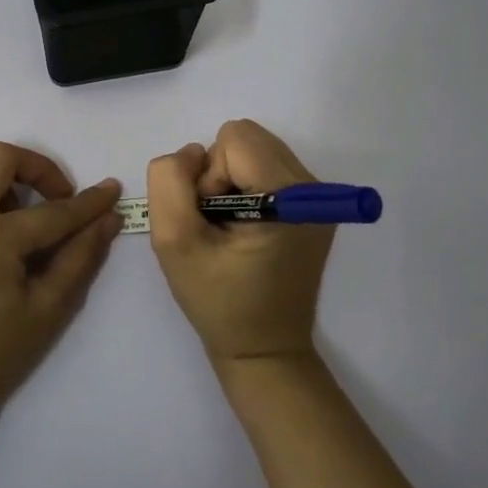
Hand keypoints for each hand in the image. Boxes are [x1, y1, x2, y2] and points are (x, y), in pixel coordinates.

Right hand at [146, 119, 334, 374]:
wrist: (264, 349)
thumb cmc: (218, 302)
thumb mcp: (174, 242)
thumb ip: (170, 182)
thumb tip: (192, 154)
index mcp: (289, 197)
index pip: (235, 140)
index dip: (208, 176)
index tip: (210, 220)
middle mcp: (313, 188)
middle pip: (247, 138)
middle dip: (219, 173)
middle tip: (217, 223)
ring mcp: (317, 196)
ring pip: (255, 149)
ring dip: (230, 180)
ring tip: (229, 227)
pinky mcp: (313, 205)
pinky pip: (266, 166)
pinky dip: (245, 187)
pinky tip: (243, 228)